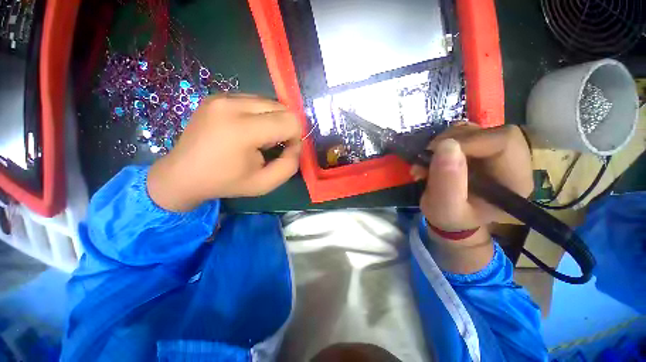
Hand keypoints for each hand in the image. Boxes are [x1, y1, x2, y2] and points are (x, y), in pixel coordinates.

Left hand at [147, 94, 301, 211]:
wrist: (183, 174)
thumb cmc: (226, 182)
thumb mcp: (265, 183)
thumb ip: (289, 165)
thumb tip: (295, 144)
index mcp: (242, 130)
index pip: (290, 121)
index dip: (296, 137)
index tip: (285, 150)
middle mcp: (231, 105)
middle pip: (281, 107)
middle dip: (285, 127)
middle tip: (272, 145)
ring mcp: (222, 97)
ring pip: (269, 102)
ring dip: (273, 120)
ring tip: (259, 138)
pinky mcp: (217, 96)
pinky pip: (254, 100)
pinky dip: (260, 115)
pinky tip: (248, 129)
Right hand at [410, 124, 532, 272]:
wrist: (450, 217)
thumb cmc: (450, 218)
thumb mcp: (444, 208)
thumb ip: (447, 182)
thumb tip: (446, 145)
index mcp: (515, 180)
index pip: (503, 141)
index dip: (468, 142)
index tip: (436, 154)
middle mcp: (513, 162)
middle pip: (489, 131)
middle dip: (452, 141)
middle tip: (428, 157)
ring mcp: (496, 152)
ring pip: (473, 130)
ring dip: (443, 142)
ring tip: (427, 161)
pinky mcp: (481, 148)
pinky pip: (463, 133)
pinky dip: (443, 142)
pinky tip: (433, 156)